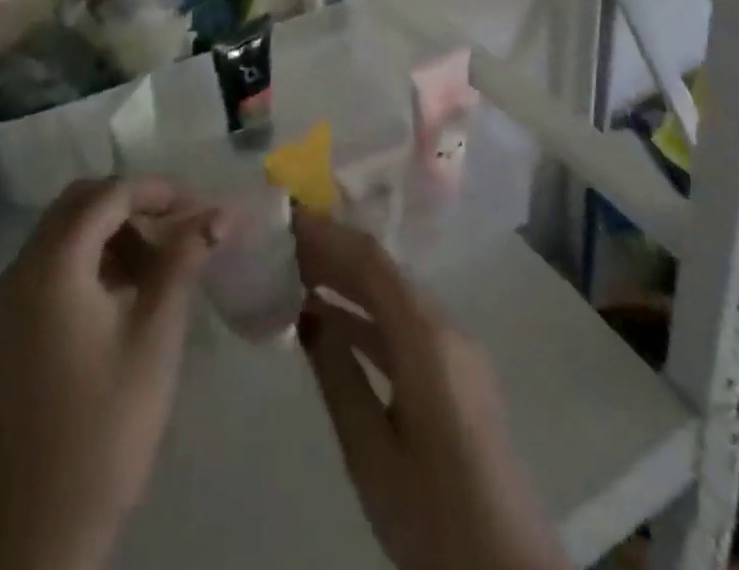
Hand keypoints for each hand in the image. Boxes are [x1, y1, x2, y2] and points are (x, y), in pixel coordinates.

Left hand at [0, 178, 223, 569]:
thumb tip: (219, 214)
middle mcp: (21, 268)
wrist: (42, 523)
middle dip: (132, 204)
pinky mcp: (8, 327)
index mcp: (53, 264)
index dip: (157, 191)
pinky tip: (125, 290)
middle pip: (80, 203)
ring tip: (159, 262)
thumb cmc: (108, 421)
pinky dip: (90, 258)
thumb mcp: (156, 333)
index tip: (200, 205)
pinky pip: (52, 264)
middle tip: (179, 225)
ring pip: (64, 232)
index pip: (108, 195)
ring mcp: (8, 299)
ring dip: (112, 230)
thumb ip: (184, 260)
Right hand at [294, 210, 568, 569]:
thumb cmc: (434, 517)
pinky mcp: (457, 370)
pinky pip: (405, 322)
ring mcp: (457, 347)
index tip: (285, 220)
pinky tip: (330, 320)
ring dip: (347, 281)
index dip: (326, 235)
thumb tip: (307, 314)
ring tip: (294, 275)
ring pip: (394, 294)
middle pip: (384, 271)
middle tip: (281, 245)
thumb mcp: (371, 453)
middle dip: (332, 252)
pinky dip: (366, 313)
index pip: (371, 262)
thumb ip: (338, 376)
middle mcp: (447, 327)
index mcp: (428, 338)